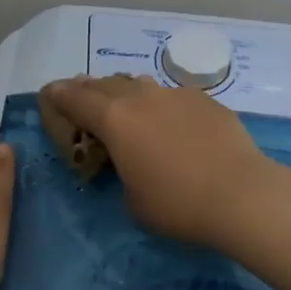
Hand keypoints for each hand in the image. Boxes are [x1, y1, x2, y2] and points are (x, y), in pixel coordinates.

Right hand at [40, 76, 275, 245]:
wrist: (241, 194)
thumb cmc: (178, 204)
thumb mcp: (133, 200)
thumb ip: (123, 173)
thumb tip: (132, 164)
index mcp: (115, 120)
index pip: (77, 100)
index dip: (59, 96)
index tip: (49, 92)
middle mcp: (142, 98)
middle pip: (105, 85)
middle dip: (88, 89)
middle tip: (78, 92)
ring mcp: (176, 94)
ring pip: (140, 85)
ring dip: (124, 91)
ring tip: (121, 100)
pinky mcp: (205, 101)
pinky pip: (172, 96)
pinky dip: (160, 104)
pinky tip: (168, 118)